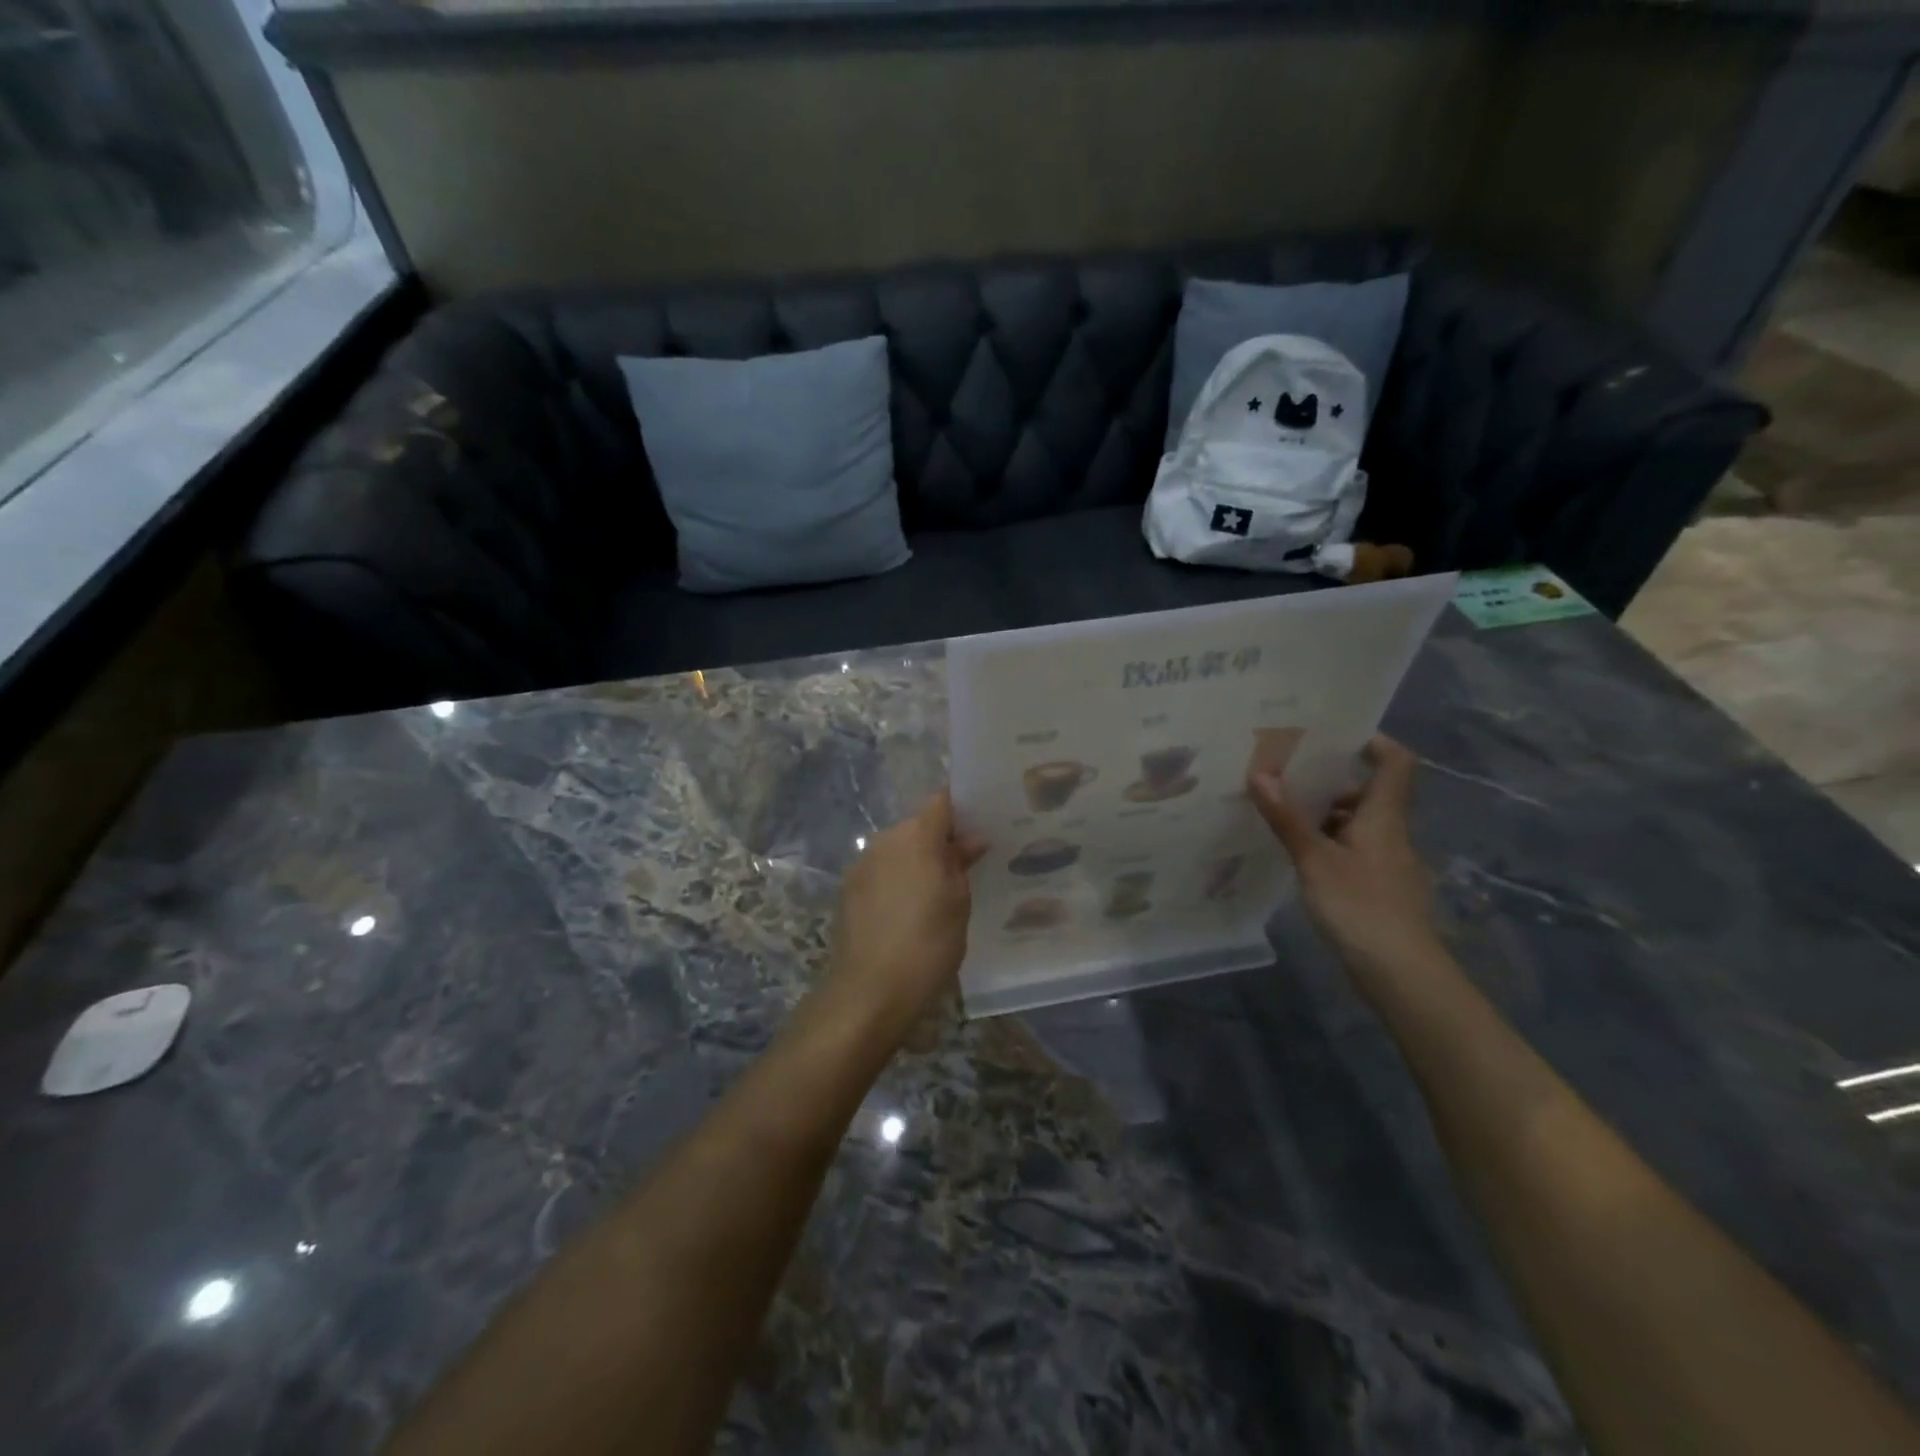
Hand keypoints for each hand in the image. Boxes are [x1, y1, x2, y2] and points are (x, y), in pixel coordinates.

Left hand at [821, 791, 986, 1039]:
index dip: (963, 809)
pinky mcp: (848, 889)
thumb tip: (971, 840)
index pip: (942, 802)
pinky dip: (898, 880)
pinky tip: (910, 910)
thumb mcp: (958, 903)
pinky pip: (882, 871)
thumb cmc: (927, 943)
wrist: (869, 991)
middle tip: (967, 866)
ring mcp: (862, 863)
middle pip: (919, 825)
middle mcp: (885, 839)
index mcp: (916, 835)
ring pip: (899, 849)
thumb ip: (961, 863)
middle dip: (941, 840)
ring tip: (939, 893)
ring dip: (918, 861)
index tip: (982, 826)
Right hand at [1247, 736, 1445, 994]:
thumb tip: (1259, 774)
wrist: (1401, 973)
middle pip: (1370, 793)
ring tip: (1283, 814)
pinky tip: (1300, 858)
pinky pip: (1355, 852)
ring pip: (1360, 825)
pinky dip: (1330, 845)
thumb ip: (1287, 818)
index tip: (1335, 735)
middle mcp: (1392, 833)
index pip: (1395, 763)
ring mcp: (1389, 863)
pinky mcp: (1381, 889)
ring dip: (1326, 816)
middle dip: (1332, 783)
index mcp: (1383, 816)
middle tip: (1288, 776)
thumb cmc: (1360, 906)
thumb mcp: (1315, 859)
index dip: (1374, 741)